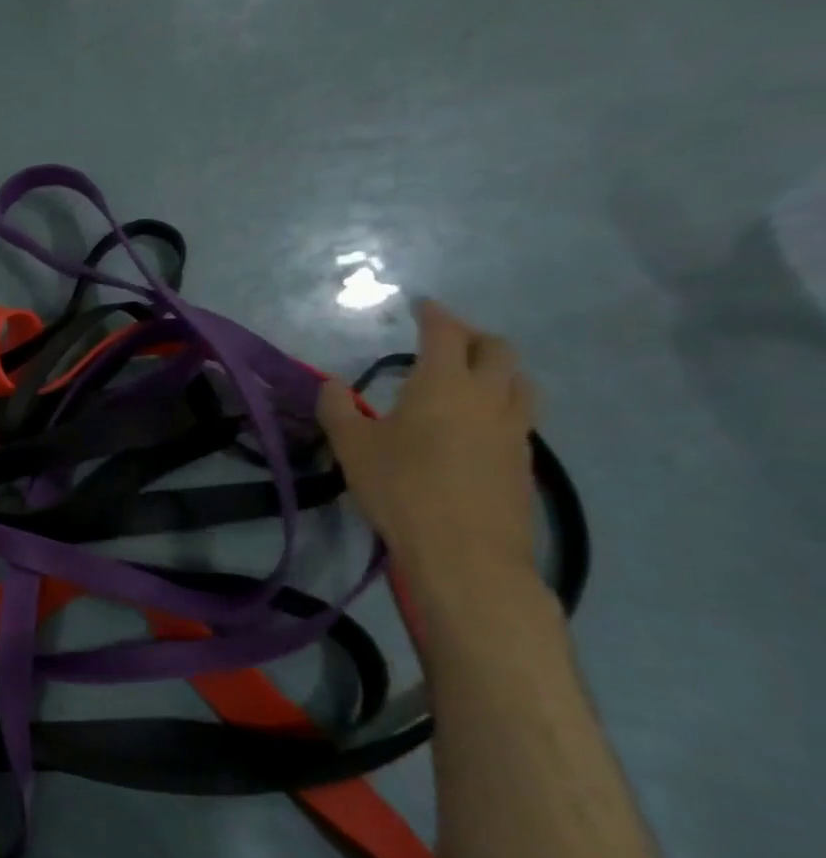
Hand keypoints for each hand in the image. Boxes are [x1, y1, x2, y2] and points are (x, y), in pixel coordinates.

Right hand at [318, 299, 537, 591]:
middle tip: (447, 340)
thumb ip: (338, 410)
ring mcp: (514, 428)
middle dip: (472, 336)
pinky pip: (519, 413)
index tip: (422, 305)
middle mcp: (488, 396)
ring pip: (519, 380)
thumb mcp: (352, 448)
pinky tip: (477, 423)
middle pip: (496, 349)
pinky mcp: (524, 459)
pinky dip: (501, 403)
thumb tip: (331, 385)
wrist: (465, 552)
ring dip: (497, 368)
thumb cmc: (401, 489)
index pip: (446, 333)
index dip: (434, 314)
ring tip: (470, 378)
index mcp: (444, 384)